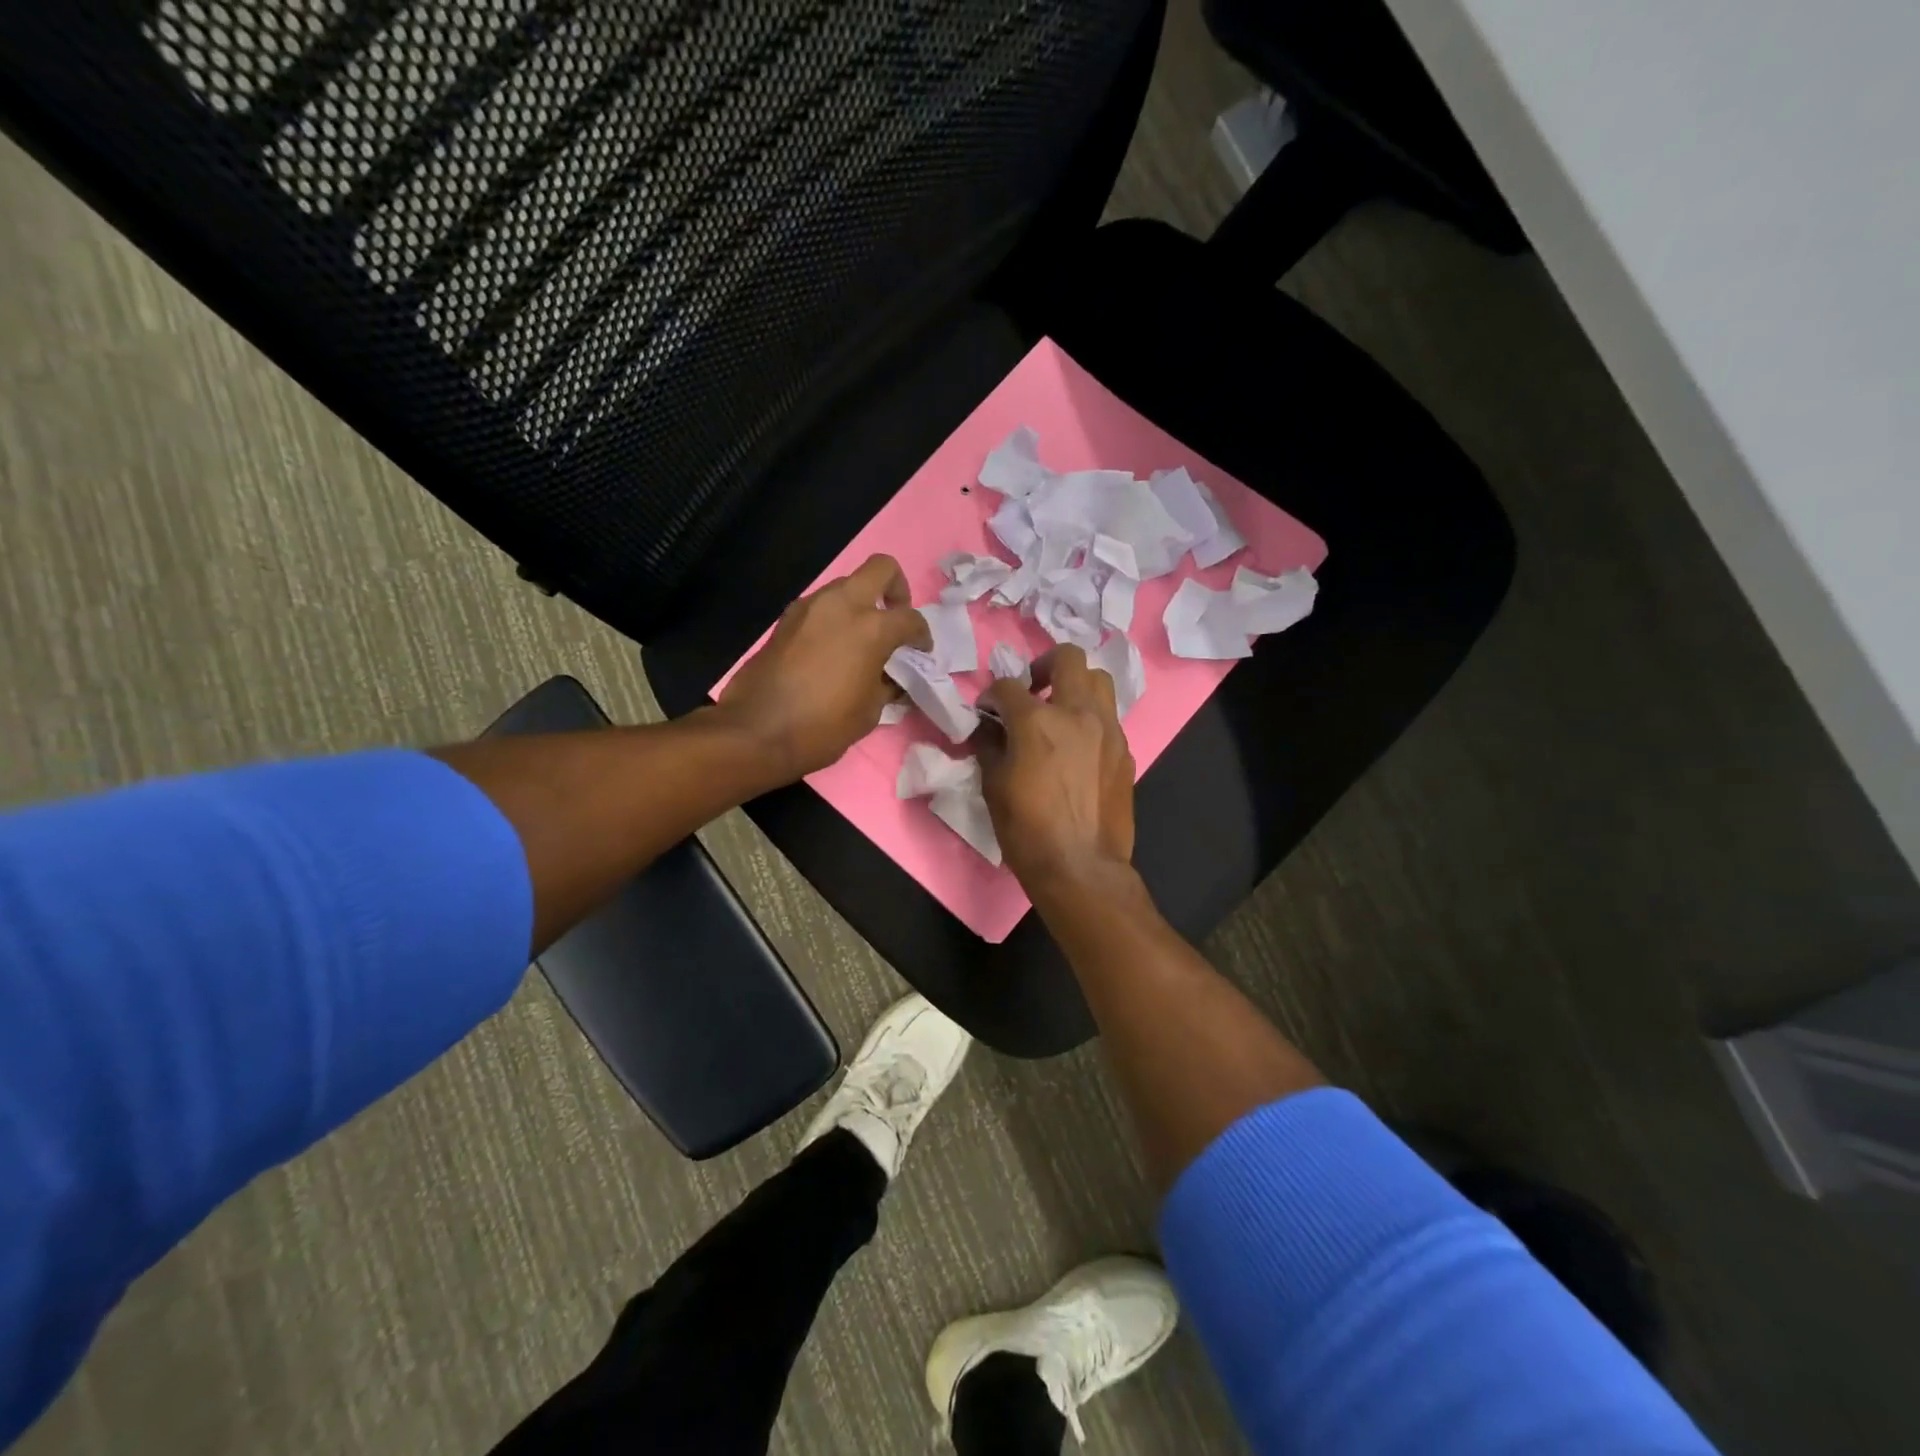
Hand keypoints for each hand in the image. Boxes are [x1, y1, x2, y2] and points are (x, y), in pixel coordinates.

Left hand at [715, 554, 931, 782]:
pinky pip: (821, 606)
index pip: (910, 618)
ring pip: (846, 585)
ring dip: (860, 603)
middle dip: (896, 588)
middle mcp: (842, 605)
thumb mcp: (870, 712)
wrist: (757, 732)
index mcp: (871, 628)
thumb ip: (886, 685)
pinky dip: (834, 618)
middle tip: (895, 617)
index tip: (921, 651)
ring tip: (861, 639)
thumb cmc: (823, 727)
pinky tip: (833, 649)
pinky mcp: (786, 619)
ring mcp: (809, 607)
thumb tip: (892, 678)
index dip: (922, 635)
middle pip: (880, 568)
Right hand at [978, 645, 1136, 897]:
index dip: (991, 695)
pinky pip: (1109, 717)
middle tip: (1033, 690)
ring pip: (1099, 680)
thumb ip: (989, 745)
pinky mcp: (1125, 750)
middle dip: (1044, 666)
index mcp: (1037, 721)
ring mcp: (1108, 730)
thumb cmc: (1027, 830)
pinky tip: (1078, 747)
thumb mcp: (994, 786)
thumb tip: (989, 727)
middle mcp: (1077, 714)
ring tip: (1061, 711)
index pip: (1008, 686)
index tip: (987, 711)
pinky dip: (1090, 719)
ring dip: (1076, 686)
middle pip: (1068, 658)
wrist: (1080, 866)